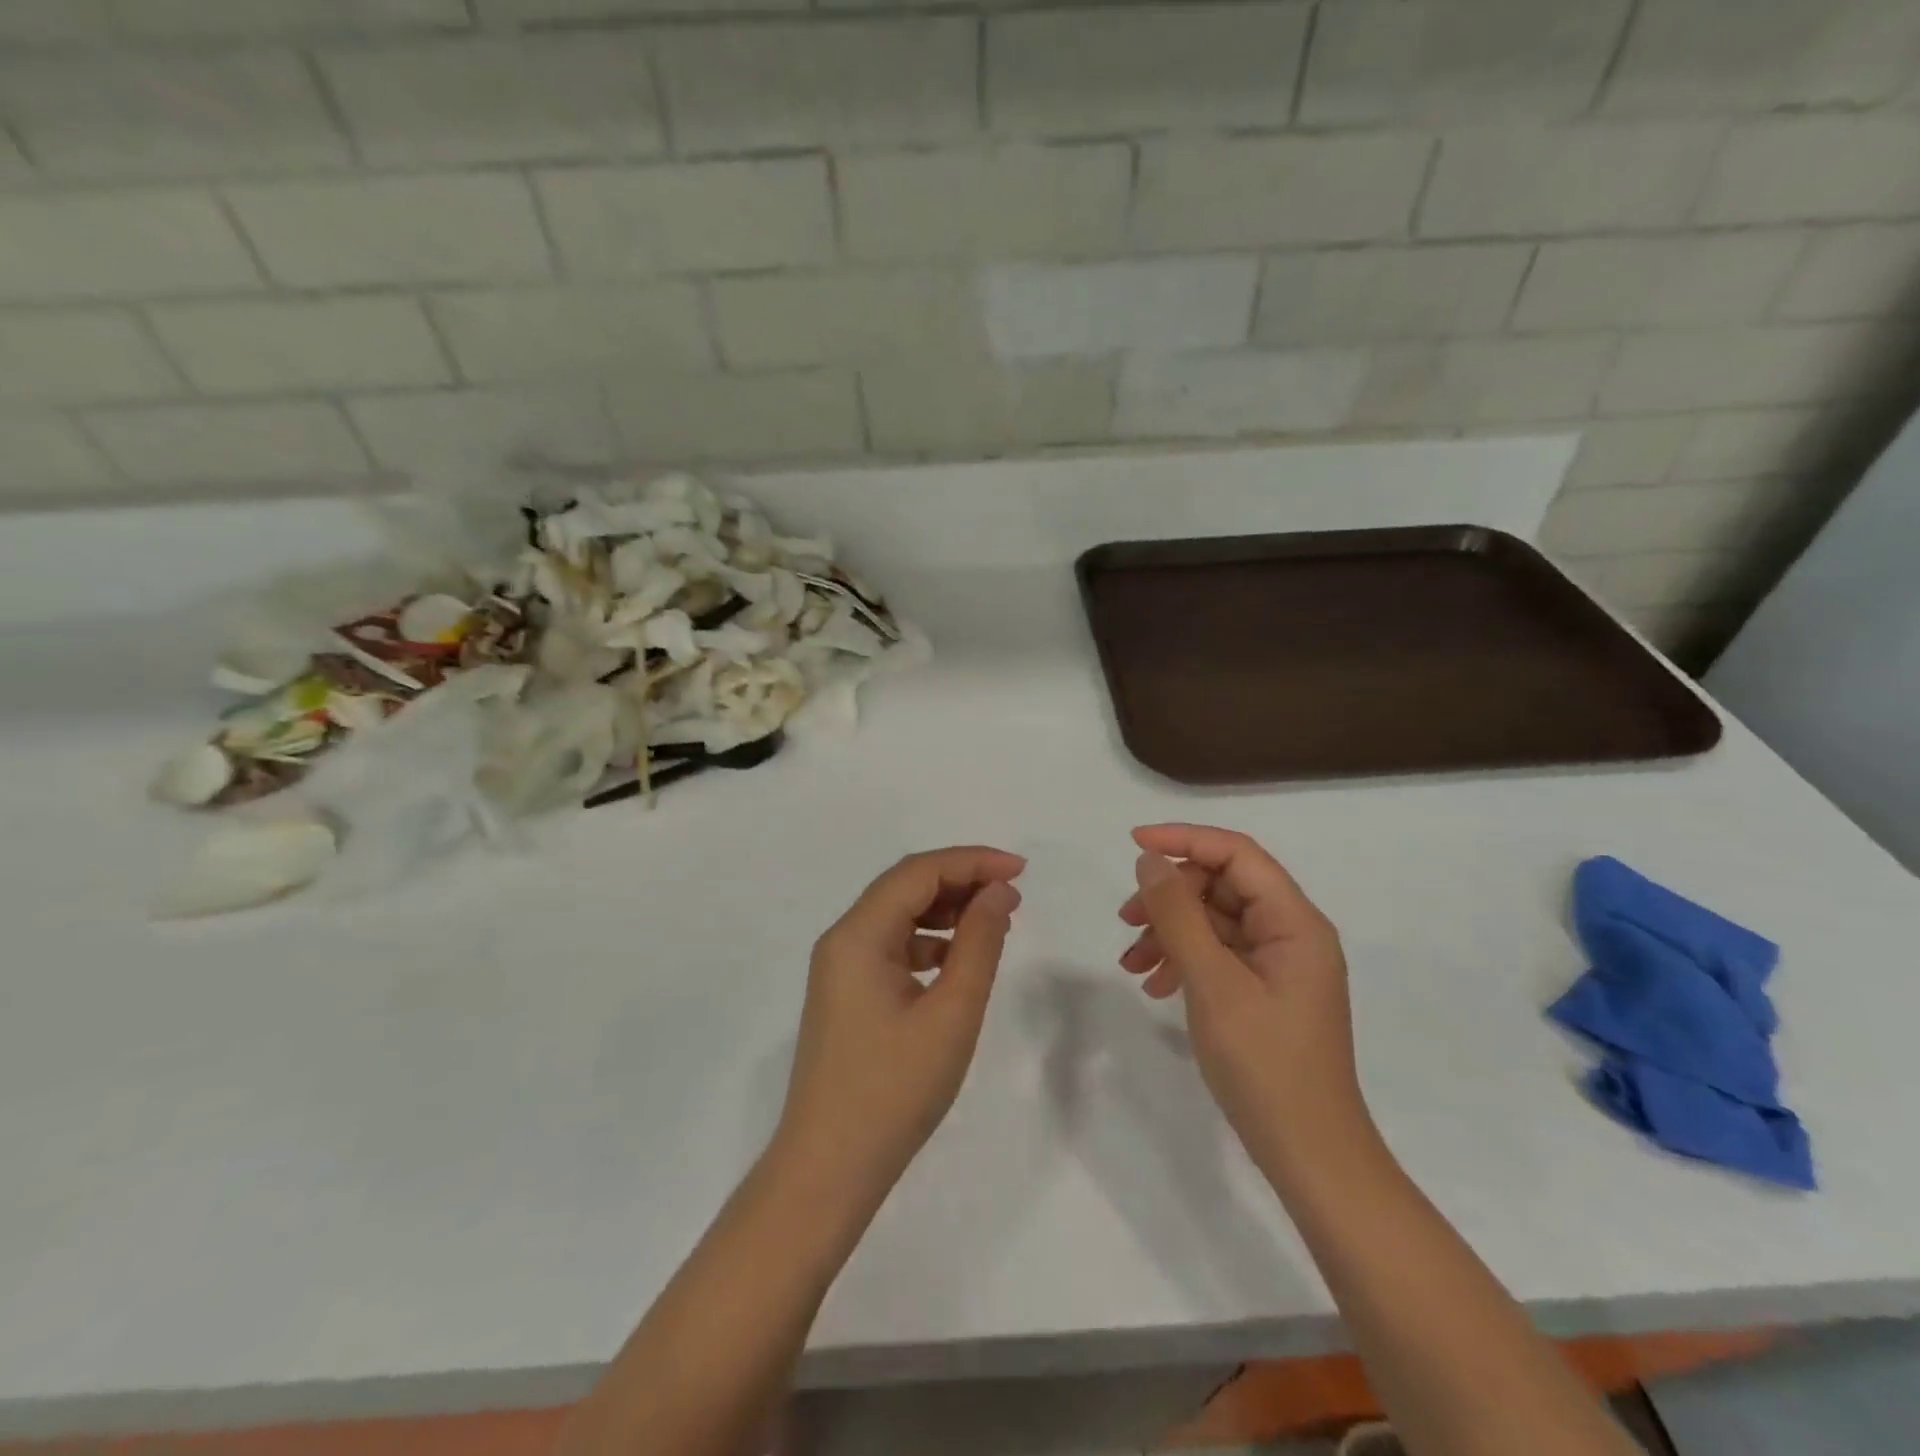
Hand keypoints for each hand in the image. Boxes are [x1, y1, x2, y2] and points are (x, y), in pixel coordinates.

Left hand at [777, 846, 1024, 1202]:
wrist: (829, 1169)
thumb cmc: (894, 1091)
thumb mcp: (951, 1013)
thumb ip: (978, 944)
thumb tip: (999, 893)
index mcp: (858, 935)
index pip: (918, 872)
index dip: (972, 861)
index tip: (1021, 870)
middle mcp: (842, 939)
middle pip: (905, 887)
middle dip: (960, 881)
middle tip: (1012, 895)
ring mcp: (840, 967)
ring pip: (898, 915)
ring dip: (946, 909)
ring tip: (993, 922)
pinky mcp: (847, 993)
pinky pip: (891, 946)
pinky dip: (929, 941)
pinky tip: (958, 959)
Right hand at [1118, 824, 1370, 1177]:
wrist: (1310, 1156)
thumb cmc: (1265, 1065)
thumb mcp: (1212, 983)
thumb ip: (1179, 915)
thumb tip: (1149, 861)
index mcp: (1295, 922)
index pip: (1237, 853)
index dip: (1184, 839)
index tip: (1133, 844)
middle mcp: (1291, 933)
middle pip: (1222, 885)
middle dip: (1169, 897)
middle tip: (1125, 922)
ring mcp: (1278, 963)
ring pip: (1214, 920)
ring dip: (1169, 931)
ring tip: (1132, 963)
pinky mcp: (1264, 989)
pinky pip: (1218, 954)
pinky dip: (1182, 960)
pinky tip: (1154, 985)